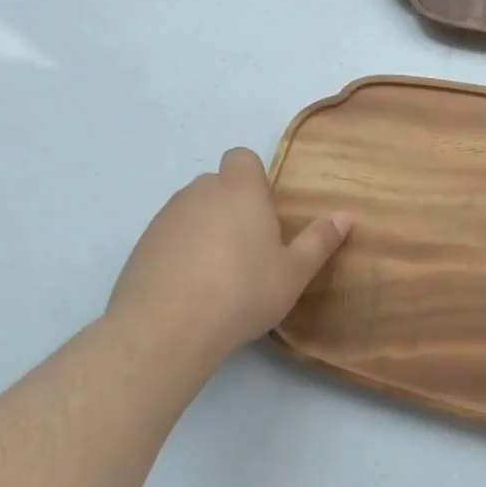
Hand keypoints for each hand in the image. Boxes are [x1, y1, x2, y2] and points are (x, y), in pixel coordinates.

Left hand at [108, 148, 348, 360]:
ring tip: (219, 272)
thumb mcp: (294, 272)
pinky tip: (191, 288)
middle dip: (231, 205)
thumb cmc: (242, 291)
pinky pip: (169, 236)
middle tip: (249, 246)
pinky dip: (181, 251)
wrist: (166, 328)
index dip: (253, 177)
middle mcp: (200, 192)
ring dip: (205, 228)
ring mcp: (166, 218)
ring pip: (192, 210)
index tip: (265, 210)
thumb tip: (344, 216)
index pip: (242, 157)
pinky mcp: (141, 245)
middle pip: (217, 184)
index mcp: (240, 190)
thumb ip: (319, 241)